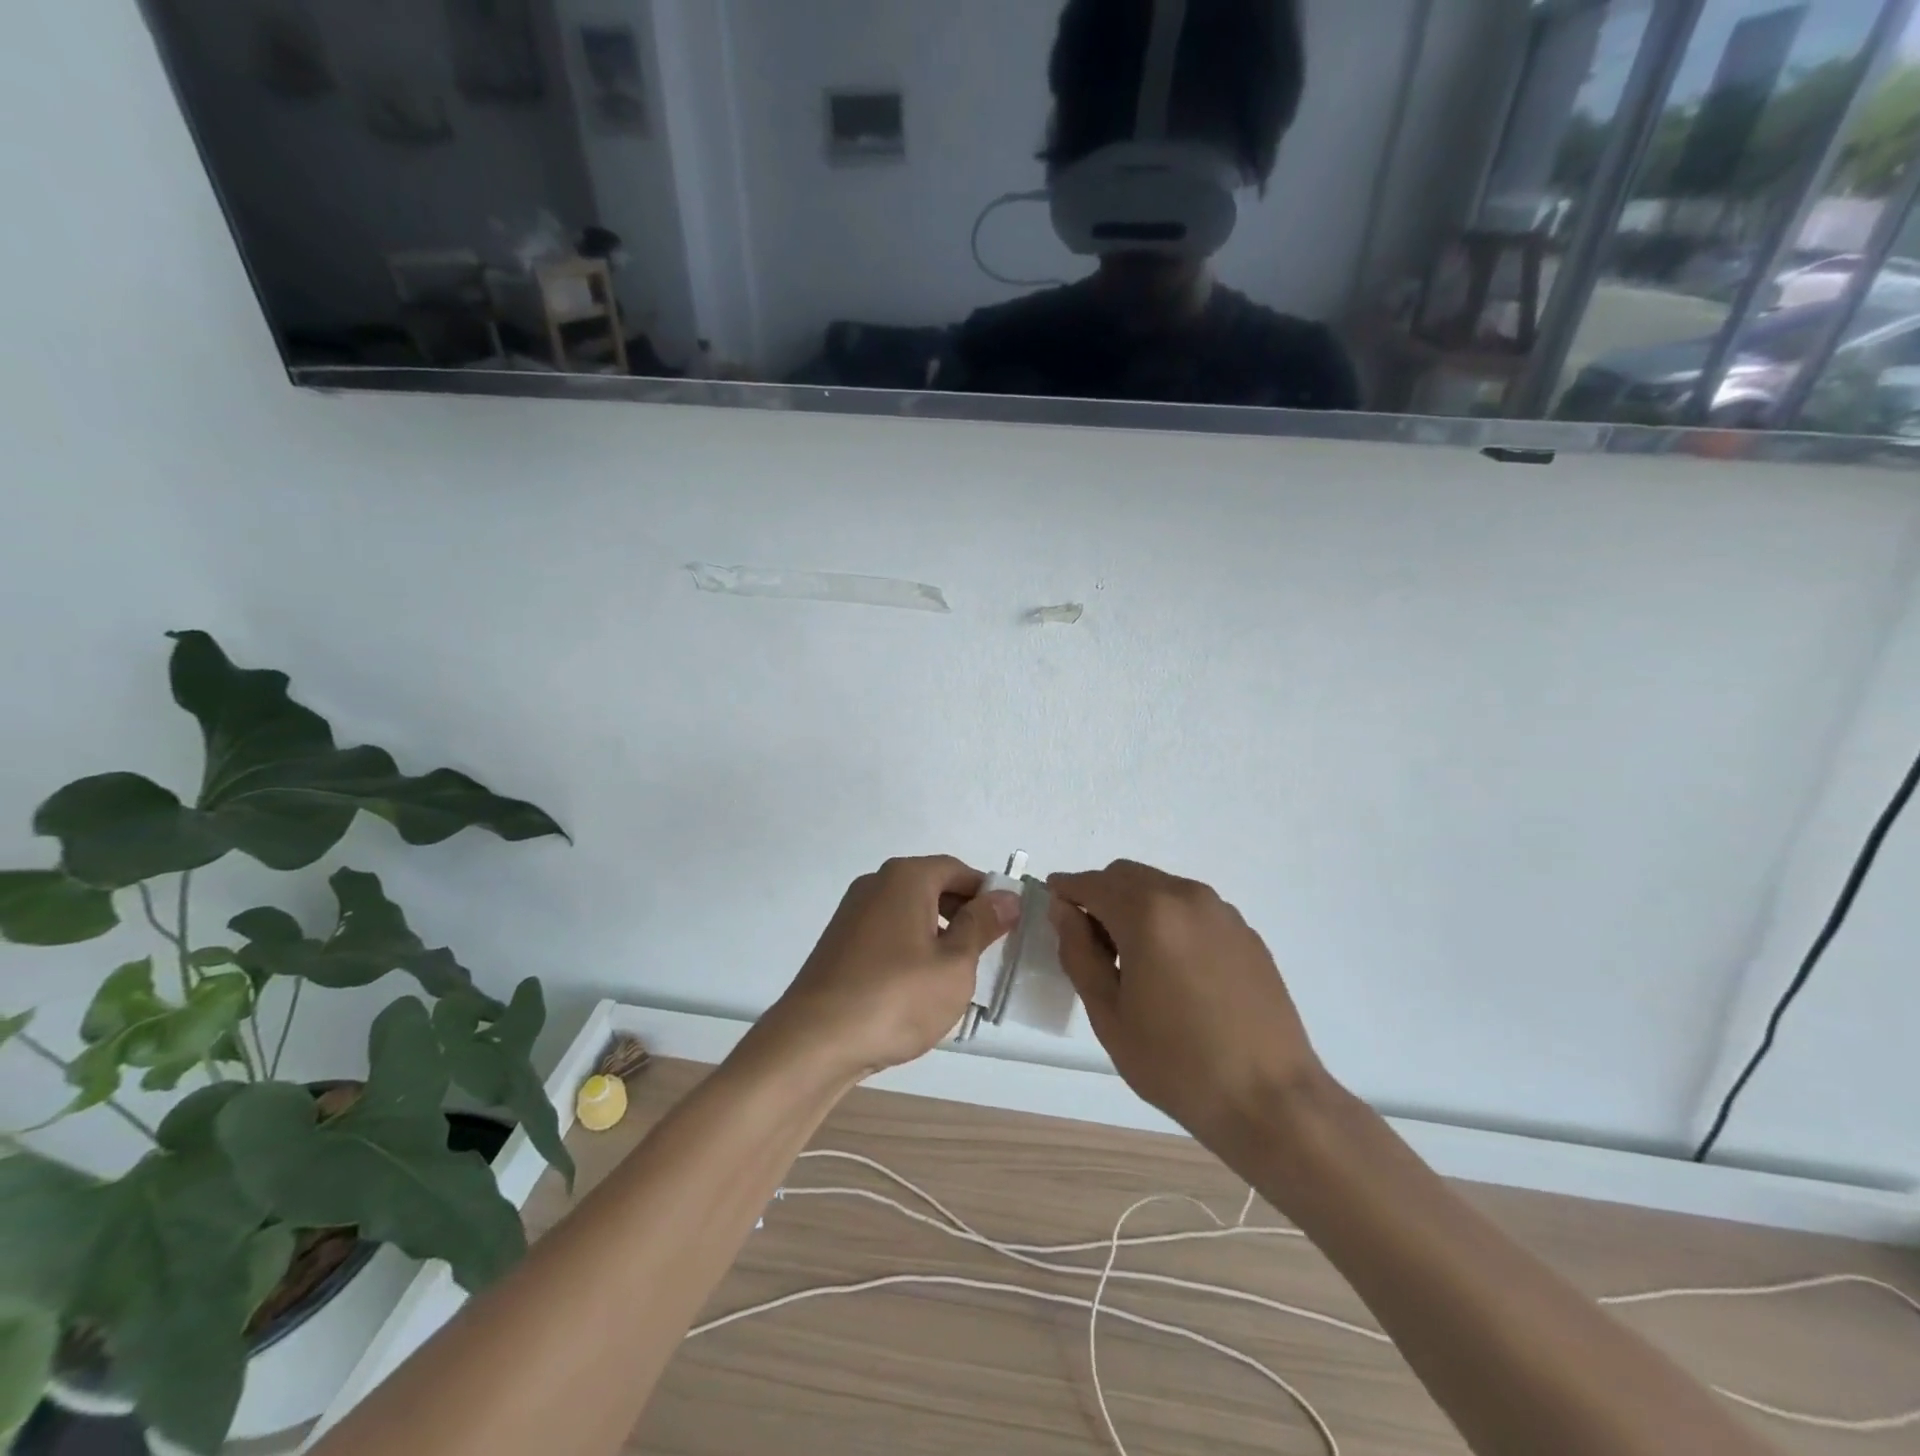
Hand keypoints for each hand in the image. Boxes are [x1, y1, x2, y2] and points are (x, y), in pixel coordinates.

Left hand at [762, 856, 1020, 1081]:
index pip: (958, 870)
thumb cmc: (896, 997)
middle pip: (932, 887)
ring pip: (909, 913)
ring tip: (953, 978)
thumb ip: (982, 925)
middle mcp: (876, 884)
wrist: (814, 1041)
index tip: (1006, 928)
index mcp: (906, 877)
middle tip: (984, 956)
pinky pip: (887, 934)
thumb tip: (1006, 897)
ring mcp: (852, 913)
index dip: (987, 895)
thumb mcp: (954, 964)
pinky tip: (916, 989)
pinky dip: (909, 950)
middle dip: (963, 916)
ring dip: (937, 936)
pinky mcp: (839, 943)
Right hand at [1048, 860, 1326, 1145]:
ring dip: (1134, 905)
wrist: (1270, 1100)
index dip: (1065, 890)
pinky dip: (1168, 919)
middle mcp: (1186, 897)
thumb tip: (1063, 911)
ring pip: (1161, 887)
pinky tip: (1172, 968)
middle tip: (1089, 941)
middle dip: (1100, 895)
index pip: (1092, 883)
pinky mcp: (1245, 932)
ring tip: (1132, 959)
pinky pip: (1191, 908)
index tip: (1051, 906)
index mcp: (1148, 914)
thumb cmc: (1176, 1063)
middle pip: (1127, 876)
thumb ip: (1079, 953)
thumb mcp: (1109, 1014)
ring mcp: (1221, 912)